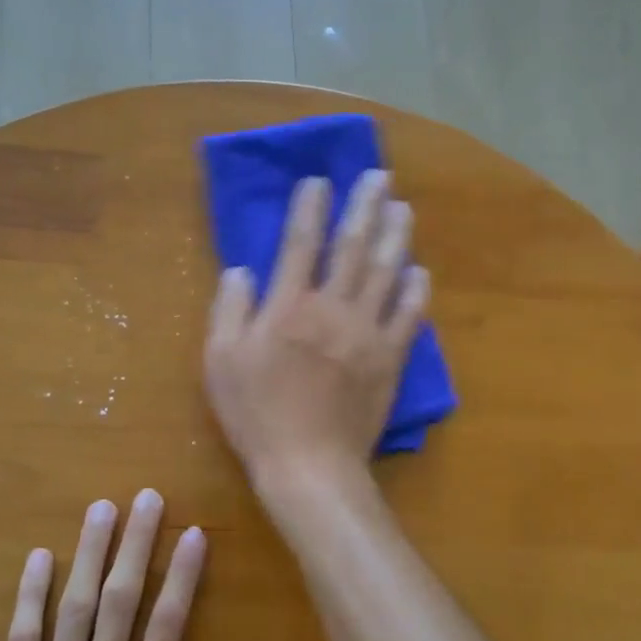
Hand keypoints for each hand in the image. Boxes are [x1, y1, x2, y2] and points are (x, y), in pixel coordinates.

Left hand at [0, 490, 220, 640]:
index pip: (168, 620)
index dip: (182, 573)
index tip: (193, 533)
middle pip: (121, 597)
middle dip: (136, 543)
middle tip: (146, 498)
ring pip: (74, 605)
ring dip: (89, 553)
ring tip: (101, 508)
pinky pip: (21, 637)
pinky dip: (29, 595)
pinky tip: (39, 557)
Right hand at [205, 170, 428, 482]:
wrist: (308, 465)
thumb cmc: (256, 414)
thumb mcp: (220, 361)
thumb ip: (229, 309)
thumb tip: (242, 270)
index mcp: (289, 307)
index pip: (300, 243)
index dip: (310, 207)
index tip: (319, 180)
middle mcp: (333, 308)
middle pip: (353, 246)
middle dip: (365, 205)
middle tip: (379, 175)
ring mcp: (367, 333)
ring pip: (386, 272)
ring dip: (395, 235)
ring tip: (402, 207)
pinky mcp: (390, 359)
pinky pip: (409, 316)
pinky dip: (416, 291)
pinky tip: (420, 270)